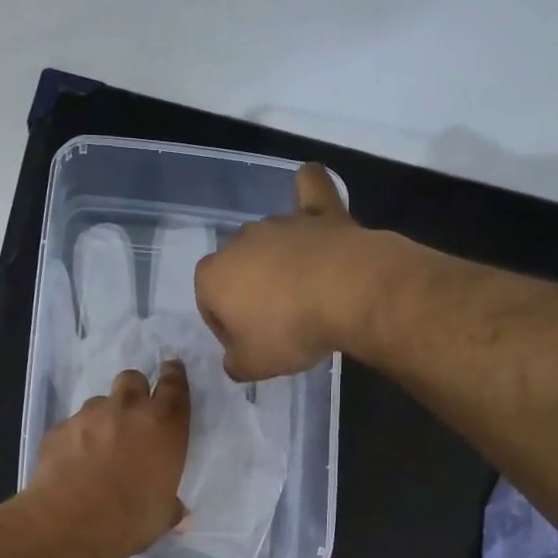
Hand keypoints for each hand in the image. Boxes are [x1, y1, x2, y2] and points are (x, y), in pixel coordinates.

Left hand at [31, 359, 190, 557]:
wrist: (71, 521)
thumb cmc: (130, 519)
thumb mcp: (162, 515)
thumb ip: (170, 505)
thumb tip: (178, 512)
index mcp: (164, 426)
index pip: (174, 386)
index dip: (174, 374)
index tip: (172, 367)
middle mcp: (128, 411)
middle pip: (133, 379)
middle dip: (135, 389)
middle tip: (133, 412)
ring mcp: (89, 415)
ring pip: (99, 402)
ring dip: (103, 417)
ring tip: (98, 446)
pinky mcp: (58, 428)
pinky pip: (71, 426)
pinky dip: (75, 438)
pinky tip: (72, 463)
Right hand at [194, 163, 369, 380]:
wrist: (349, 294)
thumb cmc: (289, 331)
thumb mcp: (253, 365)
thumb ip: (235, 364)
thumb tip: (235, 360)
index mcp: (213, 276)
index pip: (209, 304)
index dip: (227, 328)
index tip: (251, 344)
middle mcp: (240, 241)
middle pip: (238, 271)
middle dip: (251, 293)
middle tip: (279, 324)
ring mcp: (281, 222)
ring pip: (270, 242)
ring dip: (279, 263)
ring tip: (307, 293)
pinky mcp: (320, 211)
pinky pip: (309, 191)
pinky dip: (307, 193)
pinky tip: (308, 196)